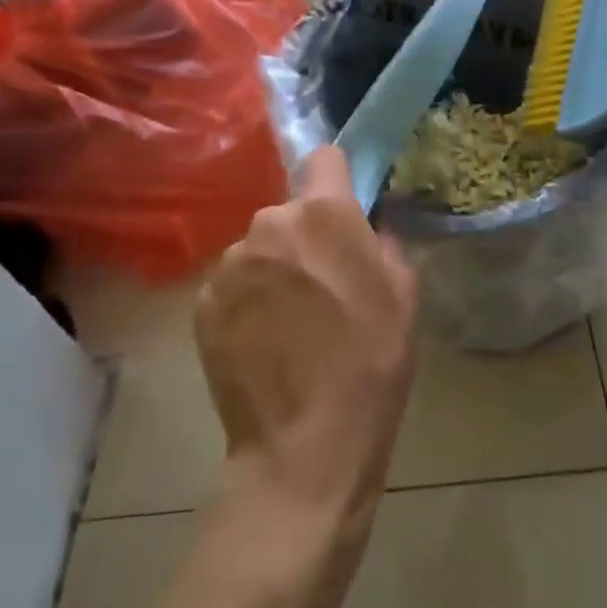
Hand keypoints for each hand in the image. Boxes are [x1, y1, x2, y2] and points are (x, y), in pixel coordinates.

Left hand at [194, 145, 419, 538]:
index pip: (323, 157)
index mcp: (323, 214)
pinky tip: (262, 342)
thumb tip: (366, 227)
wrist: (304, 449)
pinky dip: (246, 301)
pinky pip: (231, 285)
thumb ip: (384, 242)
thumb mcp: (403, 296)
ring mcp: (230, 265)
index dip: (336, 178)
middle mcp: (269, 224)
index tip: (343, 209)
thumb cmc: (369, 364)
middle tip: (321, 283)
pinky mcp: (203, 304)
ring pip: (257, 248)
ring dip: (272, 268)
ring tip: (289, 321)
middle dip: (304, 235)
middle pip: (288, 211)